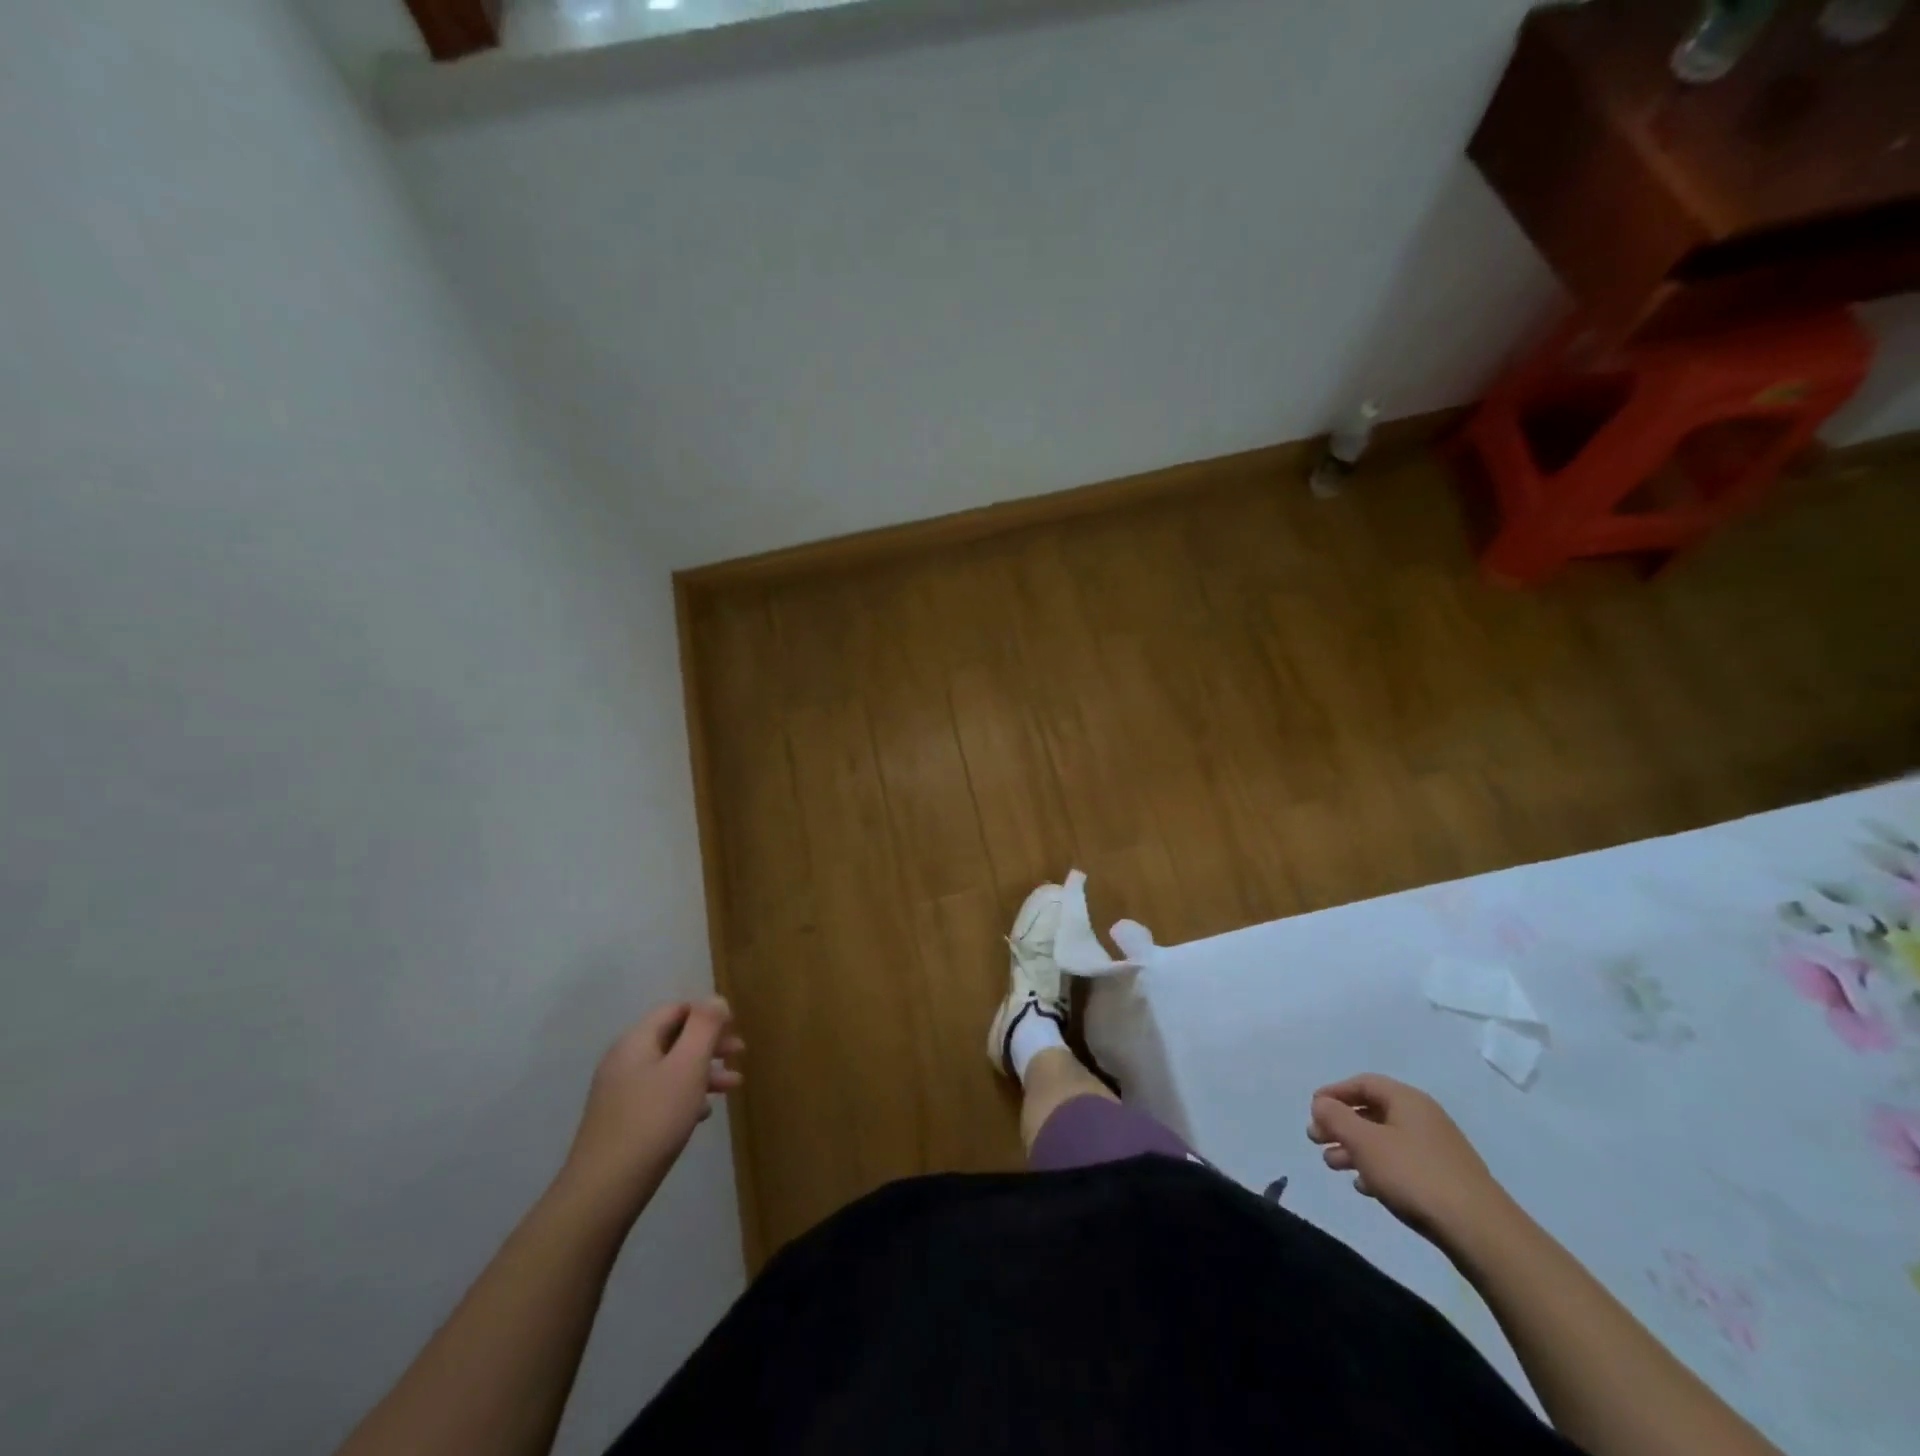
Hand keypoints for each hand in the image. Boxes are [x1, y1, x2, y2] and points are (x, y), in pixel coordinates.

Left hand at [560, 998, 743, 1212]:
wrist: (603, 1191)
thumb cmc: (653, 1120)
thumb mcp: (687, 1066)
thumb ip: (704, 1027)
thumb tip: (715, 999)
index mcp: (636, 1041)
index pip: (675, 1009)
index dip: (707, 1014)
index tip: (735, 1029)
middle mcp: (624, 1060)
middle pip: (673, 1038)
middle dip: (710, 1044)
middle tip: (740, 1055)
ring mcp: (619, 1092)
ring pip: (669, 1068)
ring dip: (703, 1071)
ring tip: (732, 1087)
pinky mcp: (620, 1121)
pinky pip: (659, 1094)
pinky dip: (685, 1095)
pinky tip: (702, 1114)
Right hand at [1307, 1074, 1508, 1245]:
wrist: (1480, 1232)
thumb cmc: (1414, 1175)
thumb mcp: (1365, 1142)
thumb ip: (1336, 1118)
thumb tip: (1321, 1103)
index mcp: (1407, 1100)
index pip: (1362, 1083)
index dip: (1334, 1093)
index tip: (1312, 1109)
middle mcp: (1423, 1117)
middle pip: (1372, 1111)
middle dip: (1340, 1124)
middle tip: (1316, 1140)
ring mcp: (1437, 1149)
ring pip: (1385, 1139)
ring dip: (1355, 1148)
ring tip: (1333, 1165)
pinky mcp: (1445, 1179)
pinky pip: (1401, 1163)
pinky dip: (1378, 1168)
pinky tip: (1365, 1186)